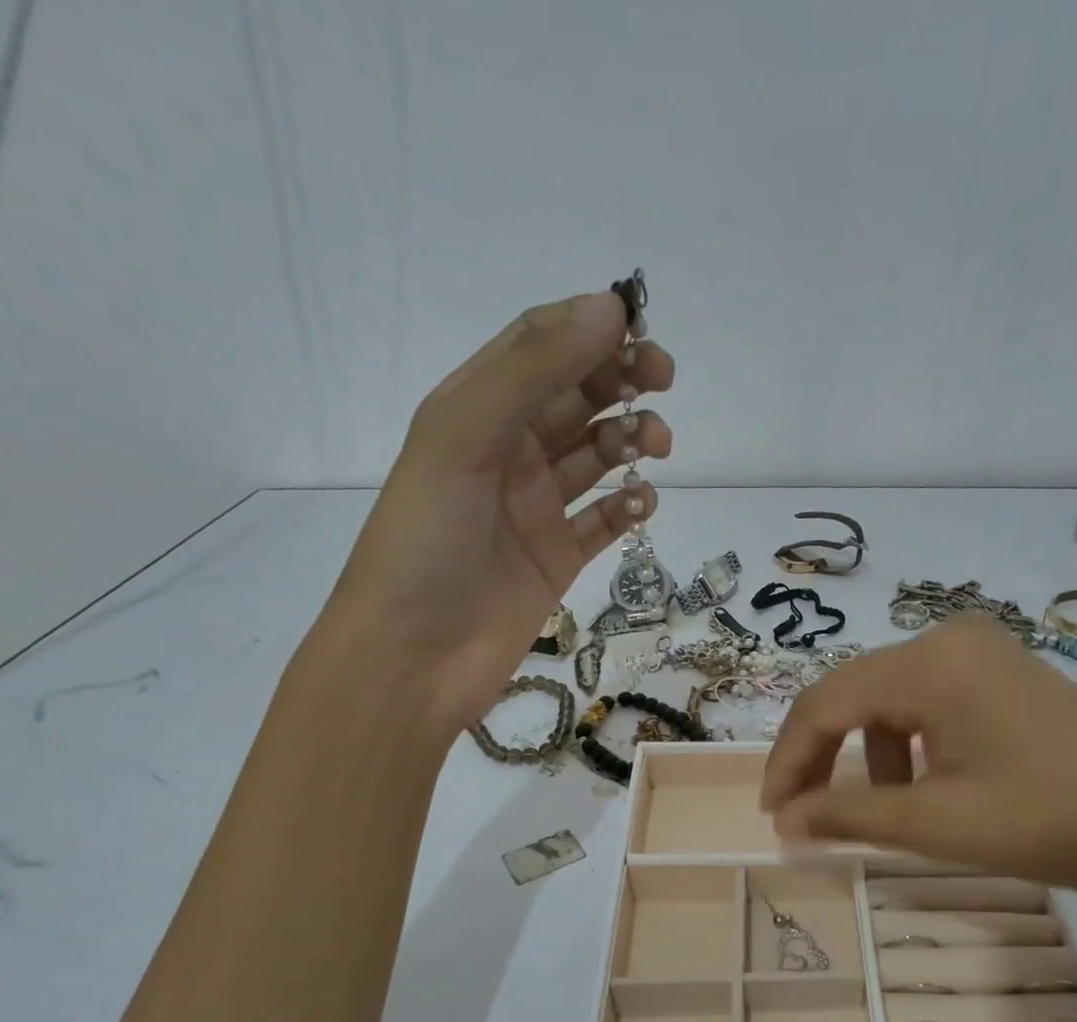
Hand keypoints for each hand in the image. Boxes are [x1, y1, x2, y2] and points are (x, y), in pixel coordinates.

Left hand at [329, 290, 673, 730]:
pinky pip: (603, 522)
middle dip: (620, 380)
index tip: (640, 326)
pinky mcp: (556, 559)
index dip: (588, 328)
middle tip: (664, 380)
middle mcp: (505, 453)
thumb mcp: (464, 437)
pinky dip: (628, 507)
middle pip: (574, 397)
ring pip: (595, 457)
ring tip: (658, 445)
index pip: (537, 348)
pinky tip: (643, 504)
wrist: (412, 659)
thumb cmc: (426, 543)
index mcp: (473, 412)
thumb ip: (532, 371)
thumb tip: (608, 307)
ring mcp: (533, 509)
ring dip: (630, 440)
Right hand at [760, 615, 1076, 910]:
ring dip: (868, 756)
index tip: (771, 815)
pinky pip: (929, 705)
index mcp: (928, 662)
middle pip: (853, 696)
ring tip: (883, 812)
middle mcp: (948, 639)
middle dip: (822, 757)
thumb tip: (783, 822)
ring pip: (890, 702)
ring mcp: (982, 653)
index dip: (788, 760)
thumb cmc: (1054, 819)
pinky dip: (910, 747)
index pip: (825, 703)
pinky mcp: (1005, 675)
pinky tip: (928, 788)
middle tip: (804, 817)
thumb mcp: (938, 822)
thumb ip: (848, 816)